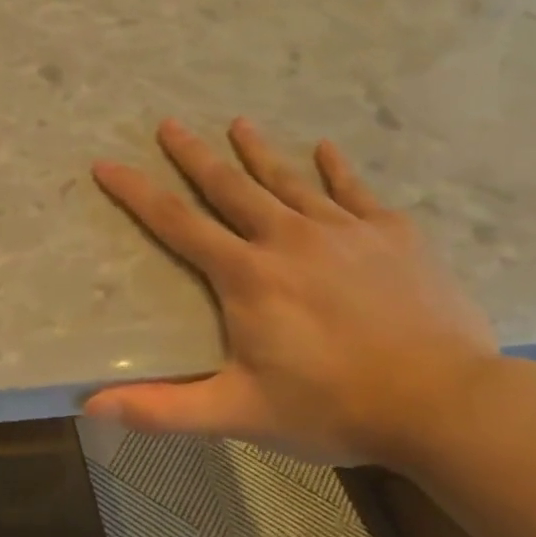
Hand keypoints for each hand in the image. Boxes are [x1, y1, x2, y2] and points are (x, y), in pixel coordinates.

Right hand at [87, 119, 502, 467]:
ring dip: (258, 151)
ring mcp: (344, 231)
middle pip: (229, 186)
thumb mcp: (239, 413)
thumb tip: (90, 406)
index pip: (177, 223)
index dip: (136, 192)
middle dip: (194, 154)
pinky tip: (326, 148)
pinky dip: (337, 169)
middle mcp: (288, 238)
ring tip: (238, 122)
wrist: (445, 403)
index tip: (107, 163)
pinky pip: (355, 191)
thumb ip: (164, 409)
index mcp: (247, 275)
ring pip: (289, 179)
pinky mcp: (393, 236)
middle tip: (168, 124)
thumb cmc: (332, 407)